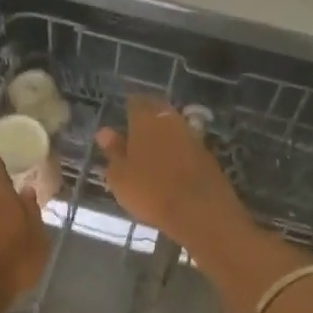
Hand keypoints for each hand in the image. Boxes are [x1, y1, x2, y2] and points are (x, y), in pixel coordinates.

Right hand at [96, 97, 248, 249]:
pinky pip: (186, 144)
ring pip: (173, 126)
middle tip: (136, 130)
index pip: (136, 101)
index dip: (129, 107)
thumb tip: (105, 132)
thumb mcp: (120, 176)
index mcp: (146, 119)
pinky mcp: (207, 154)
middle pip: (158, 109)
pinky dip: (177, 149)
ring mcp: (192, 136)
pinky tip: (171, 163)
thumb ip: (113, 151)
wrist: (200, 211)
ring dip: (163, 133)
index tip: (123, 115)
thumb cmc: (150, 191)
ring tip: (151, 148)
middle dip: (148, 116)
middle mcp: (170, 120)